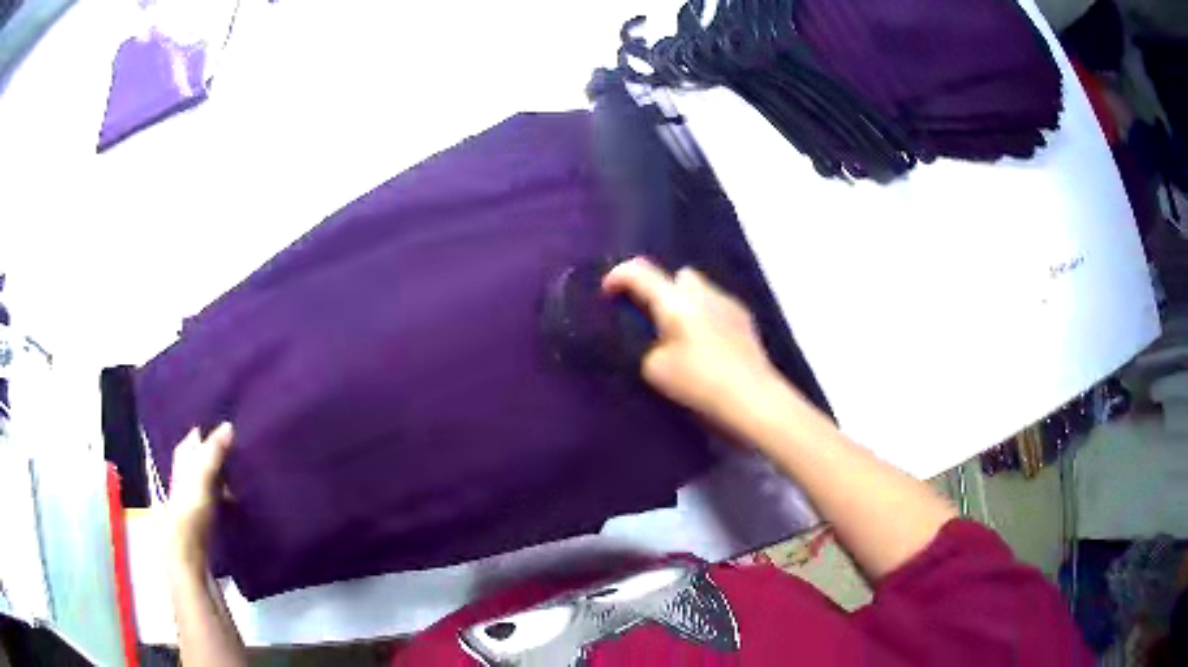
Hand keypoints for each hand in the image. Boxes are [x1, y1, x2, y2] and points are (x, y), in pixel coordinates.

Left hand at [168, 423, 233, 567]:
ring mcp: (194, 494)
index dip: (209, 431)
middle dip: (217, 452)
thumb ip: (215, 449)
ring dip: (223, 475)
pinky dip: (226, 494)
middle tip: (241, 448)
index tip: (230, 427)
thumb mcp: (204, 471)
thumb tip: (229, 425)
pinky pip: (217, 496)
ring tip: (244, 472)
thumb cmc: (192, 503)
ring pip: (210, 477)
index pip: (195, 437)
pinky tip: (238, 498)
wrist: (188, 545)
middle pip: (202, 457)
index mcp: (183, 456)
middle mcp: (186, 471)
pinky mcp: (204, 514)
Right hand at [603, 257, 789, 434]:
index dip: (617, 277)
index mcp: (676, 301)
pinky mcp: (746, 321)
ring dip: (686, 305)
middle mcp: (704, 292)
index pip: (640, 272)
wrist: (754, 400)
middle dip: (661, 291)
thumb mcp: (655, 371)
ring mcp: (729, 304)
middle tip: (652, 321)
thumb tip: (652, 341)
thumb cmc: (700, 384)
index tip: (606, 294)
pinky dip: (706, 319)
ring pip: (700, 291)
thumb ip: (645, 348)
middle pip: (676, 276)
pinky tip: (707, 348)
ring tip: (680, 338)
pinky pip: (717, 308)